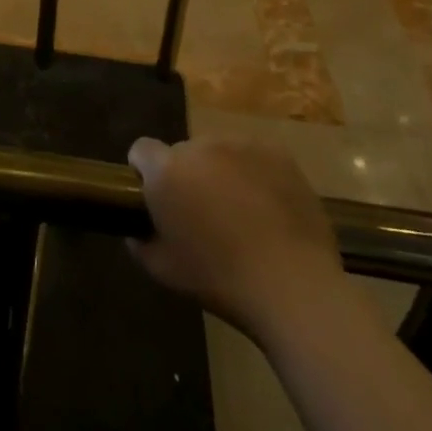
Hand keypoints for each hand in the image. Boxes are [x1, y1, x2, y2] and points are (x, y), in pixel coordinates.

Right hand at [127, 136, 352, 341]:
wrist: (293, 286)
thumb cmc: (220, 281)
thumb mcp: (162, 270)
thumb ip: (140, 241)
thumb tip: (138, 229)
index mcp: (167, 171)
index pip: (141, 150)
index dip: (144, 172)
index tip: (157, 200)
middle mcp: (199, 146)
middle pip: (183, 152)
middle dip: (187, 176)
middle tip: (203, 214)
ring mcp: (241, 144)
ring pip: (219, 152)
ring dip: (220, 172)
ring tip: (240, 212)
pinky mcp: (276, 152)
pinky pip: (253, 155)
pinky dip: (253, 173)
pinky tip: (267, 206)